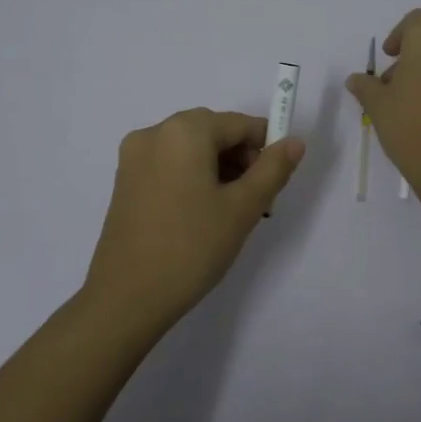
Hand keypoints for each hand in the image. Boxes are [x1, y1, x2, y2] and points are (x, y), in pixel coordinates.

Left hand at [83, 108, 304, 334]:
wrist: (127, 297)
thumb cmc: (192, 247)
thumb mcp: (243, 208)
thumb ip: (273, 169)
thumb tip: (294, 142)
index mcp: (183, 131)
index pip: (239, 124)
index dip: (265, 147)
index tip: (276, 182)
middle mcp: (154, 133)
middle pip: (213, 132)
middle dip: (241, 159)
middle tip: (256, 201)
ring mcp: (134, 157)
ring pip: (191, 149)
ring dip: (218, 169)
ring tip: (231, 212)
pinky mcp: (125, 181)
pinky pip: (170, 164)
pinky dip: (193, 178)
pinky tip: (202, 214)